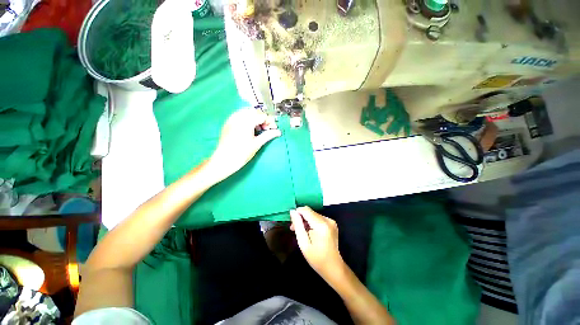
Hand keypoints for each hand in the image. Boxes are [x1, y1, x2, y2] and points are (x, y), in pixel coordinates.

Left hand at [208, 108, 280, 180]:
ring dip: (255, 118)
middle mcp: (238, 116)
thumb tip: (278, 132)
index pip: (262, 115)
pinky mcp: (228, 122)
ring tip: (258, 129)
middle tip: (266, 129)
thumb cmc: (242, 153)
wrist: (224, 160)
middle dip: (263, 119)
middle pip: (255, 112)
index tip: (273, 129)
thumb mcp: (257, 144)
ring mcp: (232, 119)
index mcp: (246, 121)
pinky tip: (249, 129)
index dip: (270, 122)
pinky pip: (240, 115)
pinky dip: (247, 119)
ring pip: (247, 112)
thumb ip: (268, 135)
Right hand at [290, 207, 346, 283]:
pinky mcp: (332, 223)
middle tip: (293, 228)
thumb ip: (298, 225)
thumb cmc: (316, 258)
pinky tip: (309, 231)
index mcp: (321, 225)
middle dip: (301, 218)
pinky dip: (312, 222)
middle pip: (310, 212)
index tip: (292, 222)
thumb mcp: (303, 243)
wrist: (333, 267)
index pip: (306, 210)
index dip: (297, 213)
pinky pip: (318, 218)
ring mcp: (331, 221)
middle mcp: (327, 220)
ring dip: (306, 220)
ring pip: (313, 214)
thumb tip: (292, 211)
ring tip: (300, 231)